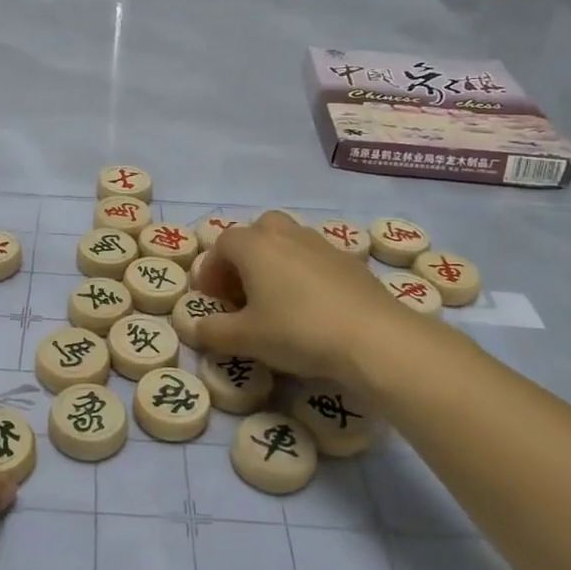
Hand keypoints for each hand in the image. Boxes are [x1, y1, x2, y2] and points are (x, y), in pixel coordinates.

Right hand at [192, 211, 457, 387]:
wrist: (374, 337)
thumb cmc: (298, 331)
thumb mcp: (246, 338)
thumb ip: (213, 331)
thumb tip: (196, 327)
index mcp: (254, 246)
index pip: (222, 244)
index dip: (211, 270)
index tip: (211, 298)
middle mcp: (286, 235)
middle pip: (258, 231)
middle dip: (245, 256)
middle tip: (242, 290)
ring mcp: (322, 245)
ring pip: (289, 241)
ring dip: (276, 262)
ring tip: (276, 298)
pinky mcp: (351, 262)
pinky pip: (316, 258)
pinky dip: (305, 273)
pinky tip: (311, 306)